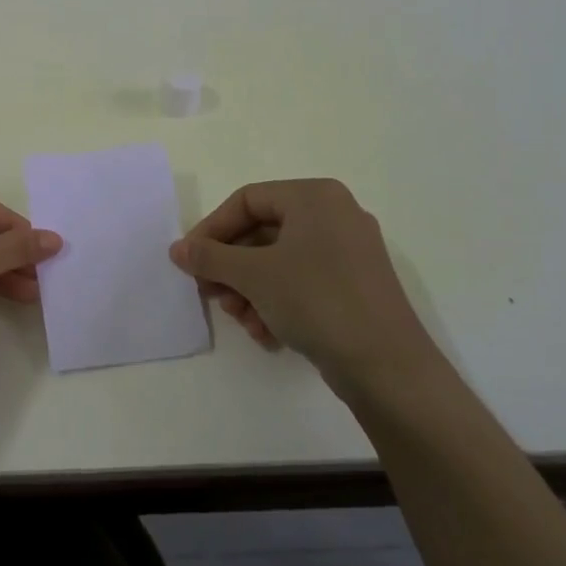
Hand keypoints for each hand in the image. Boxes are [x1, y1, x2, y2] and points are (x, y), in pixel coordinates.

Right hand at [169, 178, 442, 399]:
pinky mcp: (355, 286)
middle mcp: (334, 215)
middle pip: (261, 232)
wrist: (388, 368)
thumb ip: (209, 257)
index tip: (189, 261)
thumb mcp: (253, 275)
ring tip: (240, 319)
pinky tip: (266, 332)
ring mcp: (348, 251)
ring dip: (250, 290)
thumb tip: (177, 249)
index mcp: (314, 197)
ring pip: (279, 261)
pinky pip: (302, 281)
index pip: (246, 201)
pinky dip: (277, 302)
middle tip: (212, 294)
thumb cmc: (317, 301)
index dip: (211, 230)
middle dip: (231, 267)